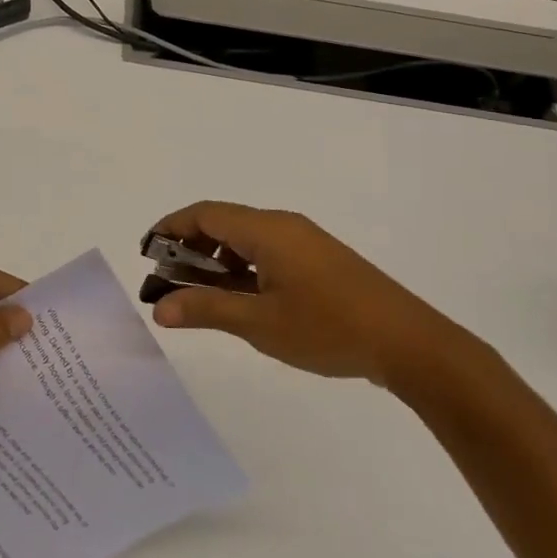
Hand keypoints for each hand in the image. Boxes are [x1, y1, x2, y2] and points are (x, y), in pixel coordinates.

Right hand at [147, 202, 457, 386]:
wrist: (410, 344)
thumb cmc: (328, 328)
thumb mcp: (259, 323)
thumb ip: (206, 309)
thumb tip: (159, 307)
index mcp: (266, 230)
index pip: (204, 214)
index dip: (170, 227)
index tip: (146, 251)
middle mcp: (283, 225)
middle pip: (223, 224)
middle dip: (190, 248)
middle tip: (166, 282)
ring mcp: (305, 242)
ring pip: (246, 240)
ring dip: (216, 262)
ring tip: (198, 297)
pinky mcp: (320, 261)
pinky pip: (268, 253)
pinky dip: (242, 269)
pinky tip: (240, 301)